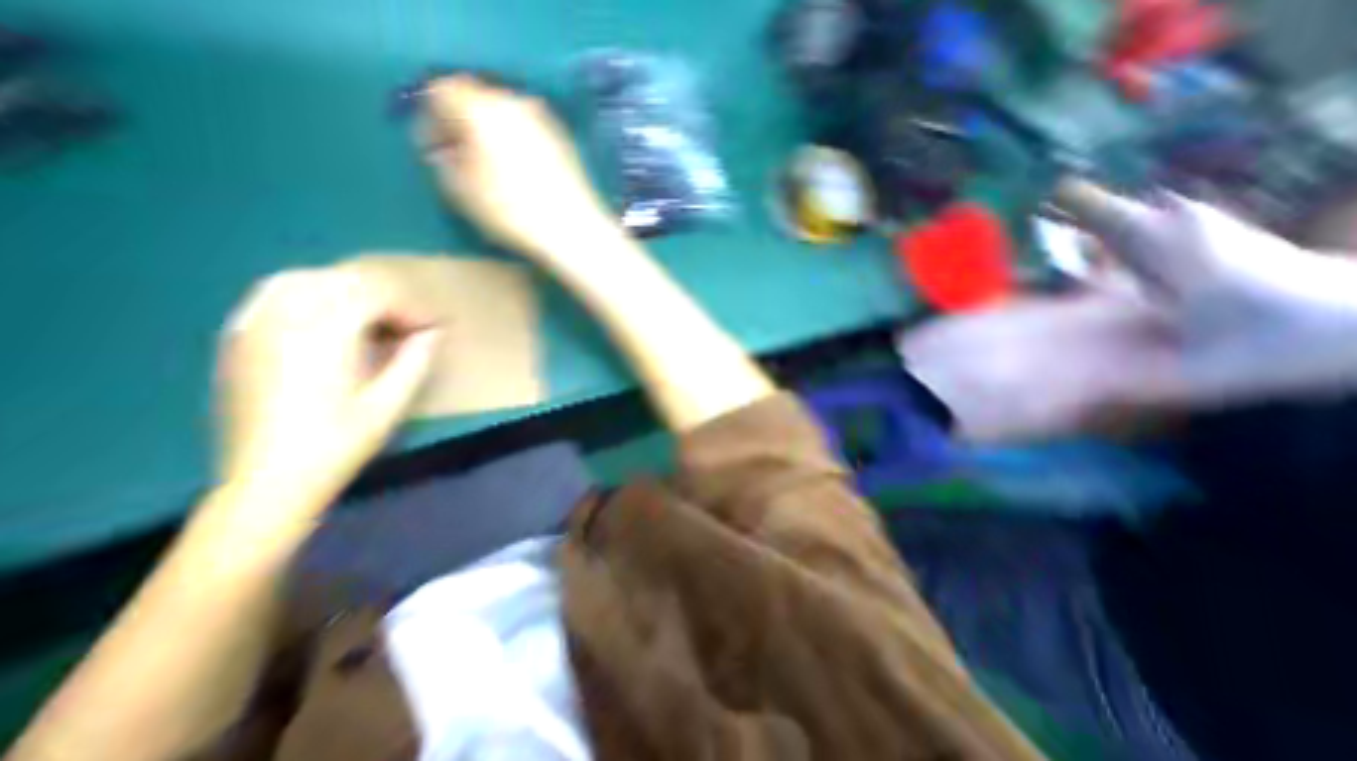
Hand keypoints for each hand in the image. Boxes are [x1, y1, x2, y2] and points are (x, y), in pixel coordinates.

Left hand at [218, 271, 439, 503]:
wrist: (269, 480)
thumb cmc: (339, 443)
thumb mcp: (390, 404)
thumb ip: (415, 361)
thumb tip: (433, 333)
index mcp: (322, 341)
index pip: (370, 297)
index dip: (407, 307)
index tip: (430, 328)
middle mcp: (282, 324)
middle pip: (336, 281)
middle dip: (381, 295)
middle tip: (406, 322)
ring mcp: (252, 330)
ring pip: (301, 280)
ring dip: (345, 289)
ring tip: (372, 315)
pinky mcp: (238, 341)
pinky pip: (273, 295)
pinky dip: (308, 293)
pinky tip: (328, 316)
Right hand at [424, 73, 619, 263]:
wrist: (575, 230)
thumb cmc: (514, 212)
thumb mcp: (464, 192)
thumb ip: (444, 163)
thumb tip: (443, 152)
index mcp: (482, 107)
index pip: (442, 92)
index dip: (432, 119)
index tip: (433, 149)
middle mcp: (514, 102)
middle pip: (477, 99)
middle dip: (463, 125)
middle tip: (460, 156)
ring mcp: (545, 120)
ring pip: (507, 115)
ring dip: (493, 134)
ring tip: (492, 167)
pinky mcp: (565, 141)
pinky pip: (531, 132)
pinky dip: (519, 143)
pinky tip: (521, 173)